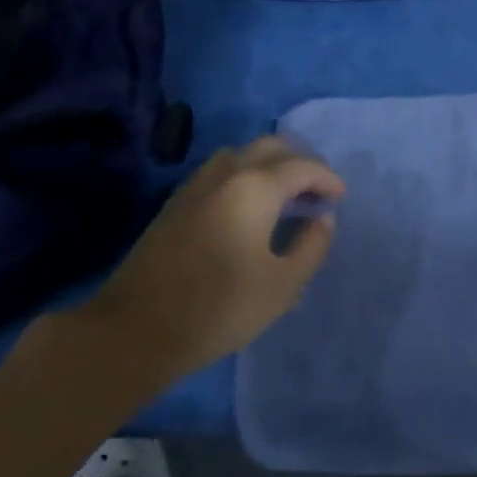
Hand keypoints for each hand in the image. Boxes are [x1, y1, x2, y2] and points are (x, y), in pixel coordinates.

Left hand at [81, 137, 345, 377]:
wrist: (136, 329)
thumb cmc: (219, 308)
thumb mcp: (282, 285)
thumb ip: (311, 246)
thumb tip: (321, 219)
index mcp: (255, 188)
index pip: (302, 166)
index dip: (326, 178)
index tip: (340, 197)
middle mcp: (225, 174)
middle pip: (269, 147)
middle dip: (299, 162)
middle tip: (315, 190)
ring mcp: (195, 186)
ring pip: (240, 155)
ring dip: (268, 165)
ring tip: (284, 196)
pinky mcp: (175, 204)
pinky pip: (219, 172)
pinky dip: (244, 176)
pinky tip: (248, 208)